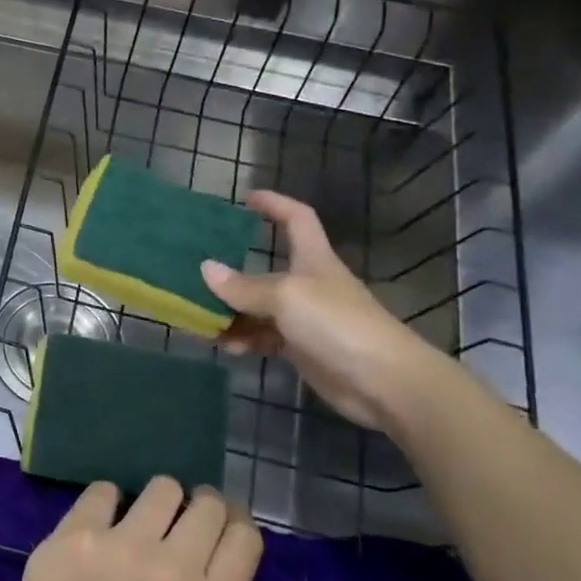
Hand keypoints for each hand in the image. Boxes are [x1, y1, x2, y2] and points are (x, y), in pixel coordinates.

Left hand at [0, 477, 320, 580]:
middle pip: (207, 504)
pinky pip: (105, 488)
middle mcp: (172, 566)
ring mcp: (122, 543)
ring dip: (161, 501)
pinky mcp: (78, 530)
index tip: (222, 534)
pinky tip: (104, 524)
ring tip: (147, 524)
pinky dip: (109, 501)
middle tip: (185, 529)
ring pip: (162, 487)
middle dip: (204, 510)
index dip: (237, 527)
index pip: (244, 535)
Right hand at [201, 191, 438, 431]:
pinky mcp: (302, 349)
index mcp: (313, 259)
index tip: (247, 198)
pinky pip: (264, 337)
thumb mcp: (286, 297)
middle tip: (197, 275)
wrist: (383, 381)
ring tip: (202, 320)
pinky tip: (226, 347)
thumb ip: (244, 286)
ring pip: (258, 308)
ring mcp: (305, 318)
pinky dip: (244, 339)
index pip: (297, 219)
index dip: (275, 204)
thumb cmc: (337, 324)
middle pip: (265, 270)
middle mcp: (308, 284)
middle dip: (232, 273)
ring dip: (231, 313)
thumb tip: (206, 268)